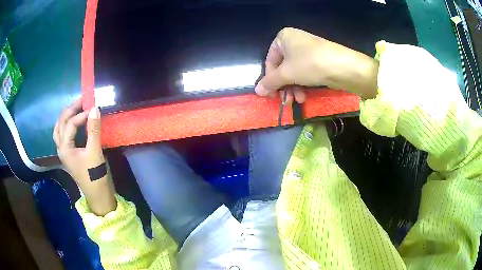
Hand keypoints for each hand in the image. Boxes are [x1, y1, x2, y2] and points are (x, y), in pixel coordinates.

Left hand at [53, 99, 115, 215]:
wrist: (98, 195)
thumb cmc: (95, 175)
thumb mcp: (95, 152)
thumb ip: (94, 130)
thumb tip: (95, 108)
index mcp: (65, 148)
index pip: (70, 124)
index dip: (81, 115)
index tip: (94, 109)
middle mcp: (61, 148)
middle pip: (61, 124)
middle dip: (70, 110)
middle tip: (82, 100)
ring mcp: (64, 152)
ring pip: (59, 130)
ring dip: (66, 117)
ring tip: (75, 108)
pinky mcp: (69, 155)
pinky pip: (63, 136)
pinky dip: (67, 126)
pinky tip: (73, 123)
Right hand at [255, 27, 378, 103]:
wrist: (343, 66)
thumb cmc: (309, 64)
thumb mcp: (286, 73)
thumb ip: (270, 82)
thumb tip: (257, 91)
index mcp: (283, 38)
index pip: (270, 61)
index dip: (270, 80)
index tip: (272, 95)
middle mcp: (294, 41)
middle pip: (282, 68)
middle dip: (284, 87)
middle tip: (286, 101)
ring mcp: (307, 50)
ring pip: (293, 72)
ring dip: (293, 88)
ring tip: (297, 100)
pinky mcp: (317, 59)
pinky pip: (304, 72)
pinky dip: (302, 84)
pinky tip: (304, 96)